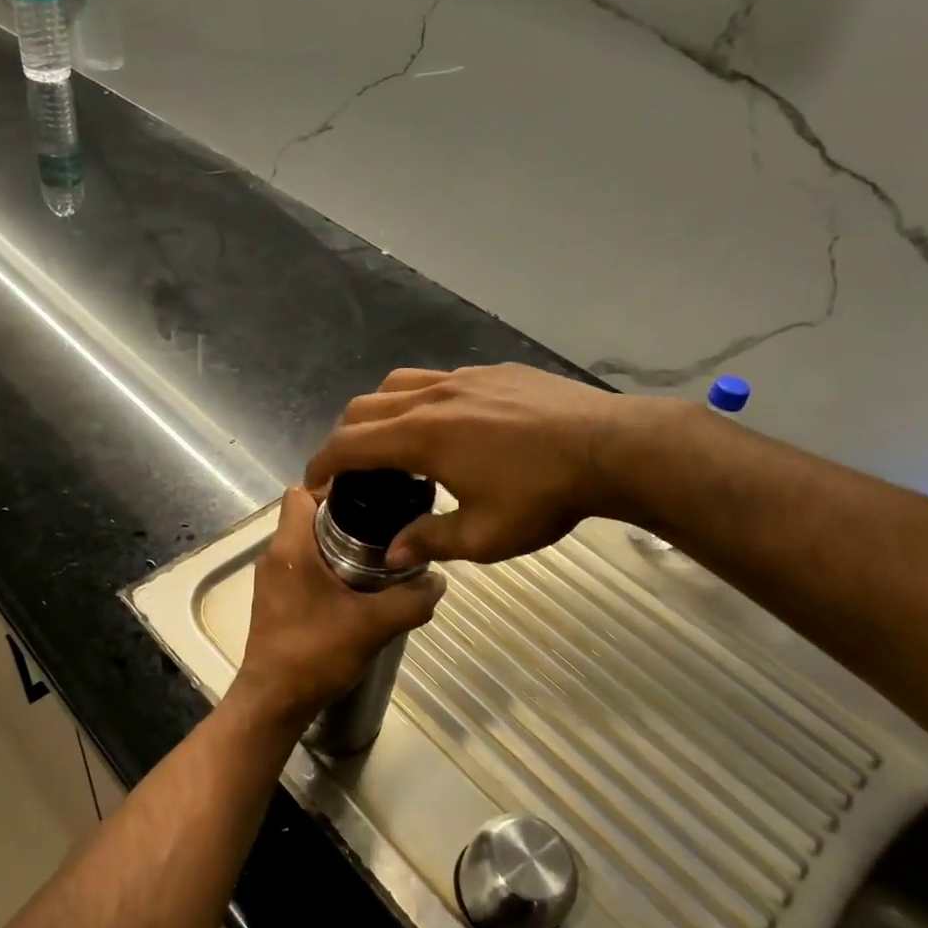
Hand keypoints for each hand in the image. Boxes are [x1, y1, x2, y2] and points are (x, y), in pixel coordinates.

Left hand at [232, 487, 445, 735]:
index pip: (301, 492)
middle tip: (384, 530)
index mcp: (290, 547)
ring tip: (378, 560)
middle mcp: (275, 556)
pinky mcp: (275, 602)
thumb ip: (410, 600)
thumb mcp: (373, 625)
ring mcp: (272, 580)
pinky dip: (326, 571)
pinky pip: (302, 569)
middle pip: (307, 518)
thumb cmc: (315, 652)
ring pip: (306, 545)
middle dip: (344, 520)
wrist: (274, 701)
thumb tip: (439, 581)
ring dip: (337, 548)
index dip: (333, 488)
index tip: (368, 499)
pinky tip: (356, 592)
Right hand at [304, 364, 679, 565]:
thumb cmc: (543, 496)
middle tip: (354, 471)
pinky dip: (422, 401)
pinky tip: (451, 427)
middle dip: (345, 438)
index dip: (322, 464)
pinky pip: (439, 379)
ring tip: (395, 444)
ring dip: (380, 413)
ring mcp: (464, 378)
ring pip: (398, 384)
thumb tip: (392, 556)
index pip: (349, 445)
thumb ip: (429, 542)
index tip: (315, 484)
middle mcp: (432, 397)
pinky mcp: (493, 372)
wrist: (612, 448)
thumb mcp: (483, 536)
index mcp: (421, 437)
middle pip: (364, 408)